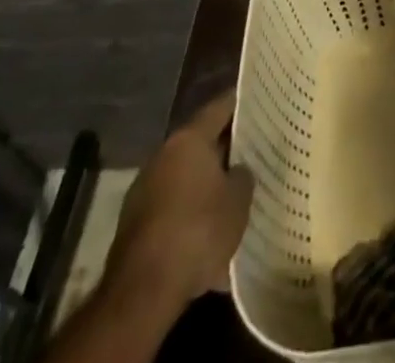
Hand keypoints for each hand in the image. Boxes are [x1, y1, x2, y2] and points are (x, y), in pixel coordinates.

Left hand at [103, 90, 254, 317]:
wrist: (143, 291)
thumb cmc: (198, 231)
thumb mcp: (238, 201)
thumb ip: (243, 176)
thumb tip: (238, 169)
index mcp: (189, 138)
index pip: (220, 107)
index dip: (241, 104)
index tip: (260, 103)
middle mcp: (163, 154)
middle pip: (200, 141)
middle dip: (224, 147)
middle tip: (251, 151)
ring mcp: (144, 188)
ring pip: (184, 174)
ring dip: (204, 181)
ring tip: (231, 193)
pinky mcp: (134, 222)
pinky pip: (171, 203)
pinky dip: (188, 208)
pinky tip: (206, 228)